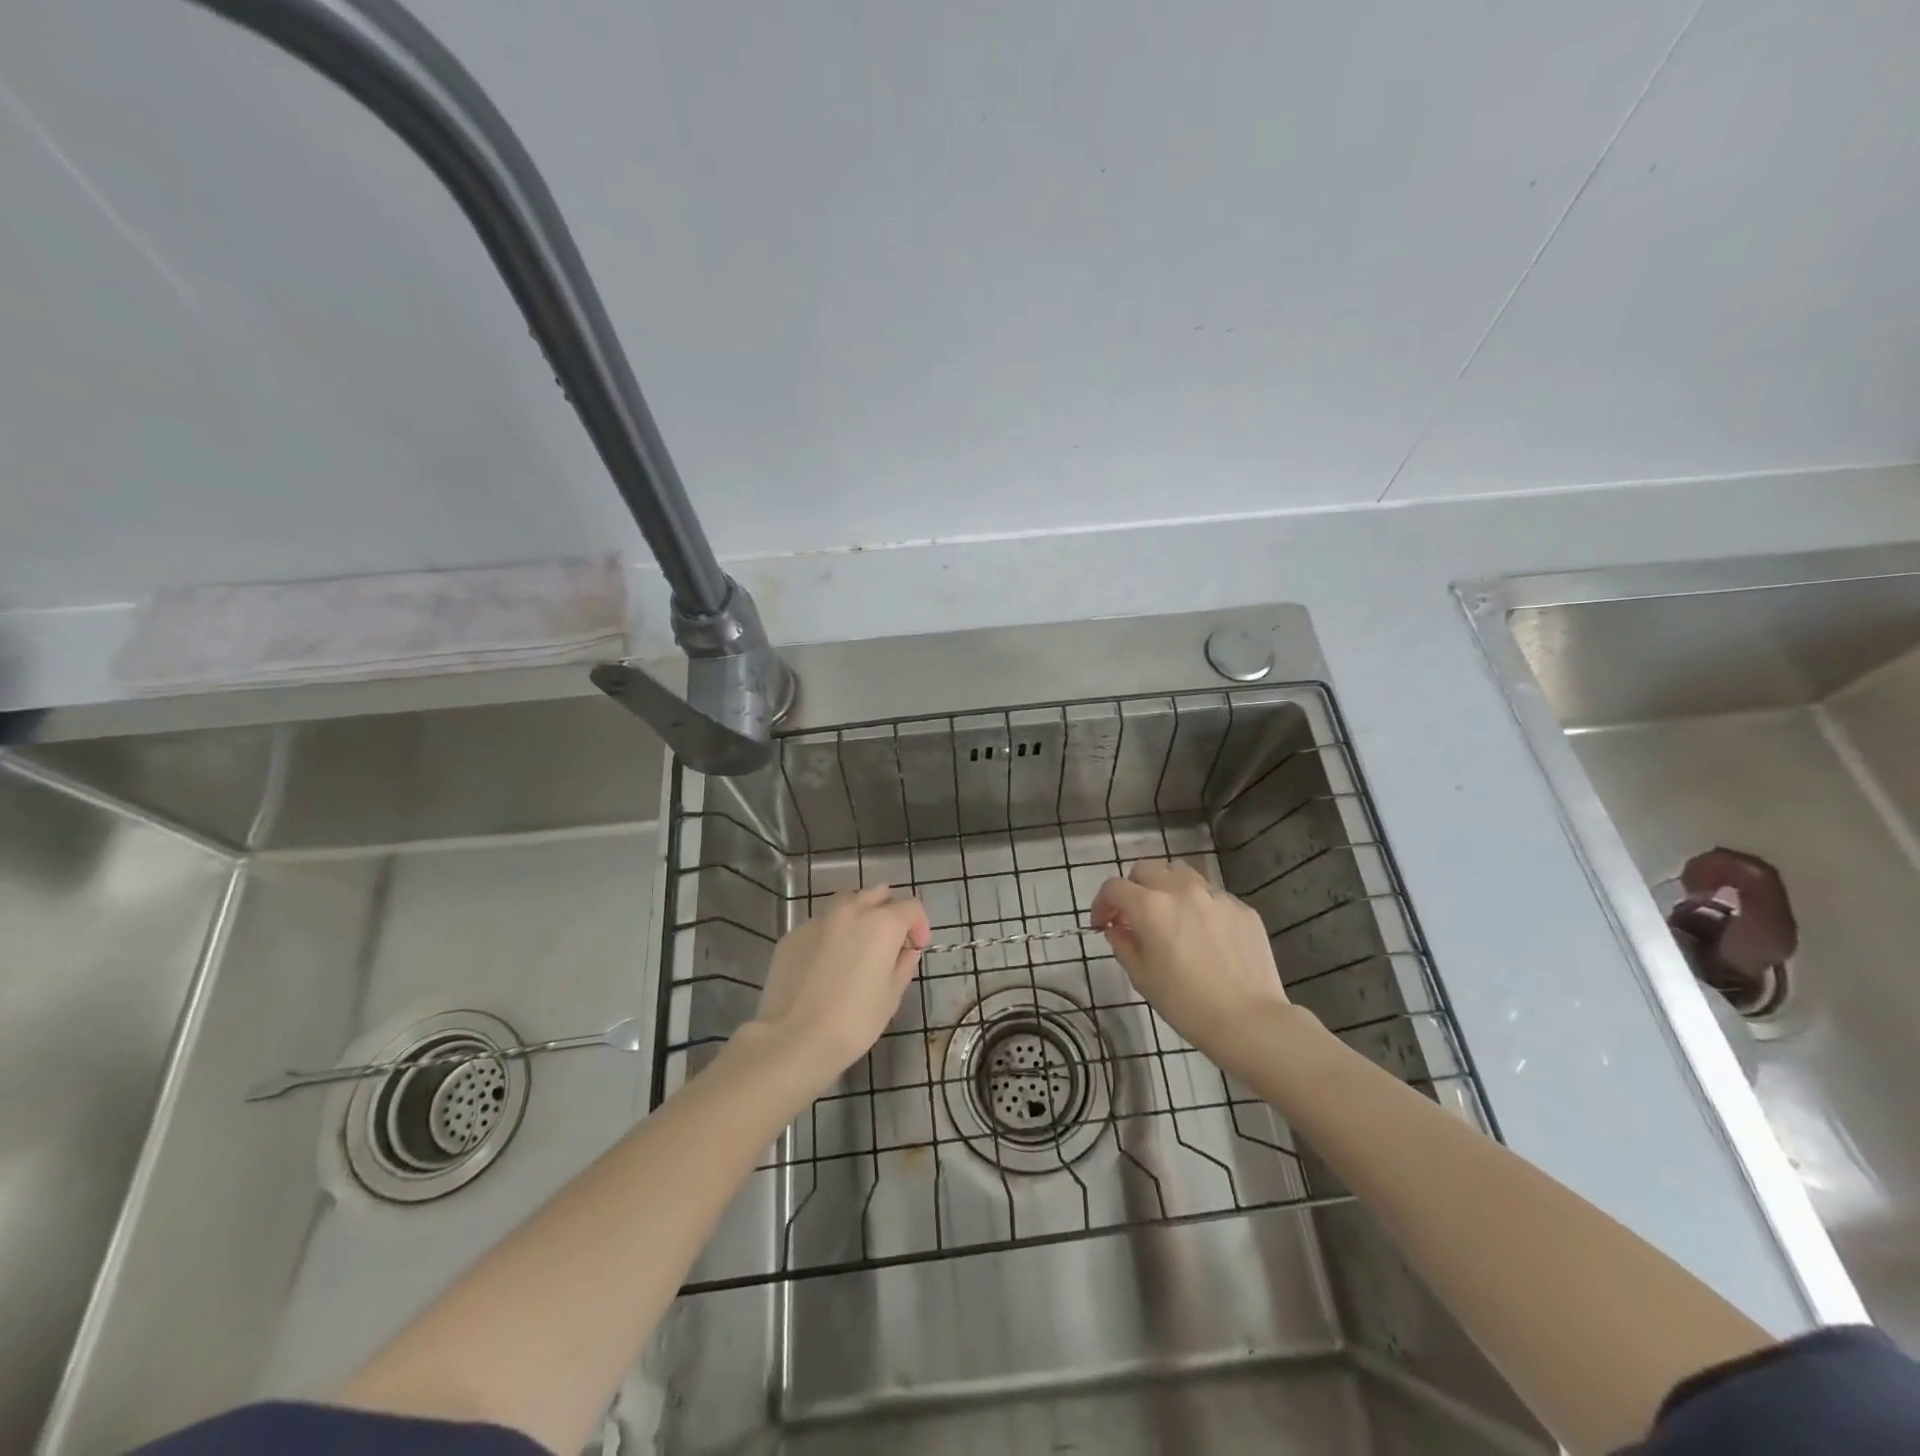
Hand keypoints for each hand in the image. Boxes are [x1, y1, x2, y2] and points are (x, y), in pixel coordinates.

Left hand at [745, 885, 929, 1088]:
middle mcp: (851, 911)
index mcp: (882, 924)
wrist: (794, 1039)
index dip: (919, 926)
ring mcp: (818, 919)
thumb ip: (904, 965)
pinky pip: (820, 924)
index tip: (915, 949)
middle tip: (889, 942)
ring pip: (847, 903)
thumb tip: (906, 950)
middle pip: (878, 894)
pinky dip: (831, 934)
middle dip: (889, 911)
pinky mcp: (793, 934)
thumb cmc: (854, 1021)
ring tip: (856, 948)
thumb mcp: (891, 996)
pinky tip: (825, 964)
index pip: (911, 906)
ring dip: (859, 916)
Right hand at [1091, 860, 1290, 1069]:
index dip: (1102, 904)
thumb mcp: (1142, 977)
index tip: (1103, 924)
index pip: (1113, 887)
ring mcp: (1215, 896)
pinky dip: (1198, 905)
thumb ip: (1123, 944)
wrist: (1250, 1021)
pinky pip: (1211, 895)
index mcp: (1150, 907)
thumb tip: (1118, 928)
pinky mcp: (1241, 908)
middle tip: (1134, 916)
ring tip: (1169, 914)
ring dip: (1165, 887)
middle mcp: (1181, 890)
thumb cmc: (1186, 1004)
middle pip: (1145, 869)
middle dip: (1132, 889)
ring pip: (1180, 872)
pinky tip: (1204, 934)